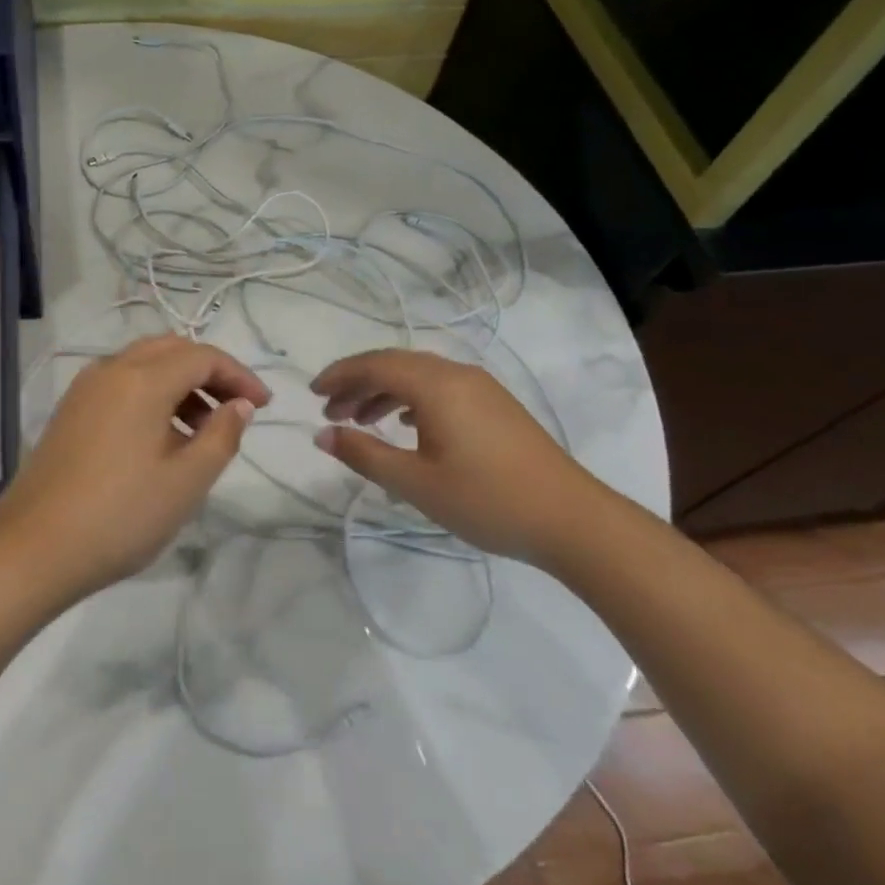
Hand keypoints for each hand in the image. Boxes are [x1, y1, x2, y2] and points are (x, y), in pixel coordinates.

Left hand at [0, 336, 271, 599]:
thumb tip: (238, 406)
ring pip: (143, 365)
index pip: (202, 356)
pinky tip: (160, 440)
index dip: (239, 376)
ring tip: (201, 431)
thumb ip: (222, 436)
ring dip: (180, 384)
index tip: (263, 407)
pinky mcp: (69, 411)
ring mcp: (83, 389)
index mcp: (141, 379)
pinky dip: (150, 396)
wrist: (31, 549)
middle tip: (235, 410)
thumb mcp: (186, 482)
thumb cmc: (120, 516)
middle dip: (210, 372)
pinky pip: (120, 385)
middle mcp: (110, 370)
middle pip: (171, 350)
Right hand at [310, 349, 616, 565]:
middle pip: (396, 364)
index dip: (339, 375)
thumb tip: (322, 435)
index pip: (375, 365)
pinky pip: (441, 388)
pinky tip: (406, 426)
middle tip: (331, 411)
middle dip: (358, 383)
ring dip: (384, 392)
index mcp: (436, 385)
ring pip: (419, 376)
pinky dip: (412, 400)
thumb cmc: (486, 499)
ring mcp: (482, 388)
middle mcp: (458, 374)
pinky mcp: (496, 406)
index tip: (312, 394)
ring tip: (361, 421)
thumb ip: (364, 454)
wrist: (571, 519)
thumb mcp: (415, 482)